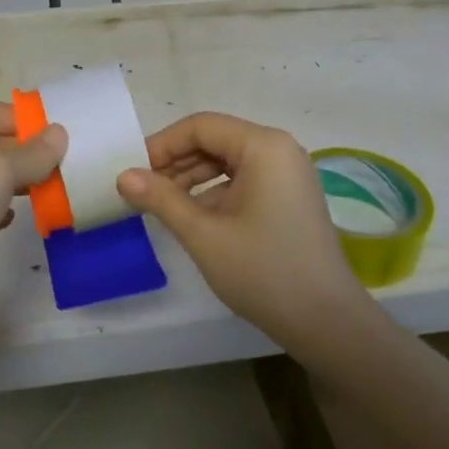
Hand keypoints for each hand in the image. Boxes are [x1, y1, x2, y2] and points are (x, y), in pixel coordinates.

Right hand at [117, 112, 376, 348]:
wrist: (326, 322)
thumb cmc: (263, 271)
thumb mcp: (203, 234)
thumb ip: (161, 199)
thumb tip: (123, 176)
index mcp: (264, 146)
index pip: (201, 127)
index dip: (162, 145)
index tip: (133, 172)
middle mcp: (279, 149)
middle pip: (215, 140)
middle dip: (176, 162)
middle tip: (143, 191)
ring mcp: (288, 173)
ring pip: (227, 161)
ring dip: (192, 178)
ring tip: (163, 207)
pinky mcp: (289, 196)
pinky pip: (244, 179)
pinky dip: (215, 192)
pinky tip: (194, 219)